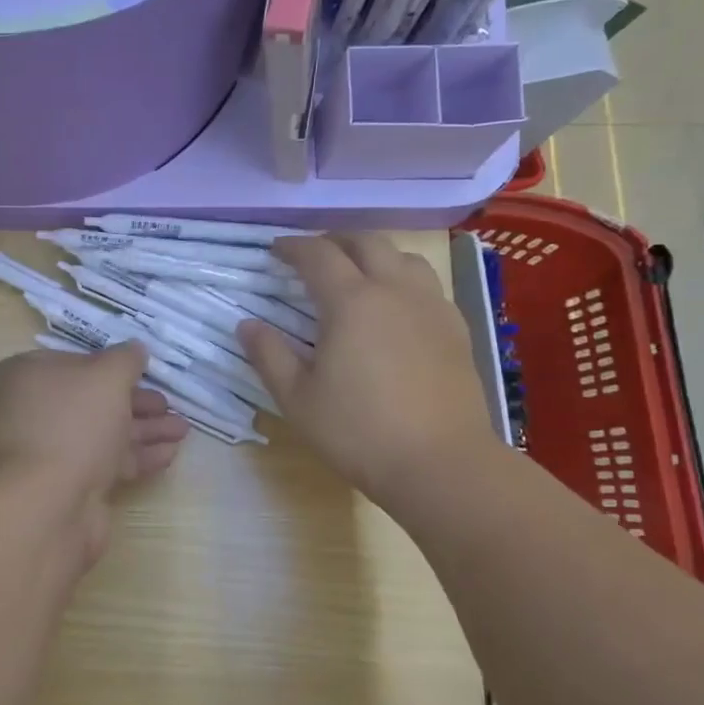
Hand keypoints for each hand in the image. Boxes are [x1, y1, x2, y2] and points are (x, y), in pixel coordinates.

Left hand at [0, 343, 189, 566]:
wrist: (47, 505)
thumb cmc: (72, 424)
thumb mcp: (107, 377)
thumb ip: (125, 359)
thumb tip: (135, 349)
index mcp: (23, 376)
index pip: (72, 363)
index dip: (110, 367)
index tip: (143, 372)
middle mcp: (28, 412)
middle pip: (89, 401)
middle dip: (134, 403)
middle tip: (168, 405)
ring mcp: (44, 452)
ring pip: (100, 433)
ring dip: (143, 430)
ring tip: (182, 430)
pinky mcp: (63, 485)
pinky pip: (102, 463)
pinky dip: (135, 457)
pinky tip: (169, 454)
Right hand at [241, 235, 496, 512]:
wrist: (440, 463)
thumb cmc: (358, 432)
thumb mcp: (297, 399)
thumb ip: (269, 356)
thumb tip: (247, 325)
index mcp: (351, 302)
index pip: (317, 255)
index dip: (292, 247)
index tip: (275, 251)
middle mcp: (394, 290)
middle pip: (365, 242)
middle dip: (334, 241)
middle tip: (313, 256)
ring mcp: (431, 306)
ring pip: (403, 257)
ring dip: (374, 255)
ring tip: (357, 274)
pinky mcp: (456, 328)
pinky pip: (427, 285)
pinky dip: (403, 280)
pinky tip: (396, 308)